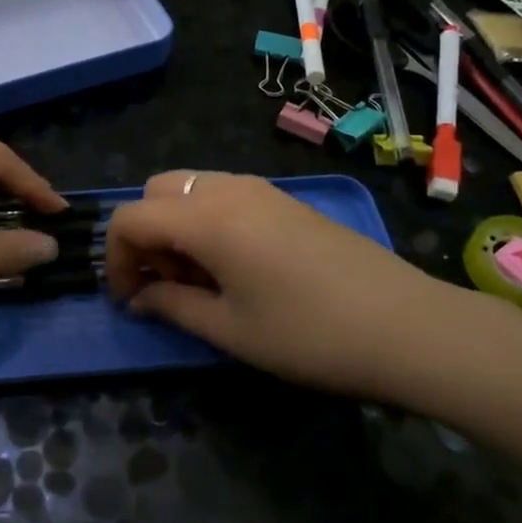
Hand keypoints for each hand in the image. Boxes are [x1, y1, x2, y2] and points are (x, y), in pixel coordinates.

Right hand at [103, 171, 466, 398]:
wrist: (406, 325)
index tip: (130, 299)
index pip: (130, 217)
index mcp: (206, 217)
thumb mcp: (229, 330)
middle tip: (168, 285)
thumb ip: (172, 306)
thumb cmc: (308, 334)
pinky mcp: (285, 199)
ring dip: (177, 227)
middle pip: (158, 190)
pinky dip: (209, 221)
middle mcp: (228, 188)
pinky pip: (225, 195)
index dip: (115, 258)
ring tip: (203, 281)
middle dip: (146, 235)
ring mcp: (261, 188)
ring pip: (192, 189)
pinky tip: (237, 267)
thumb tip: (139, 298)